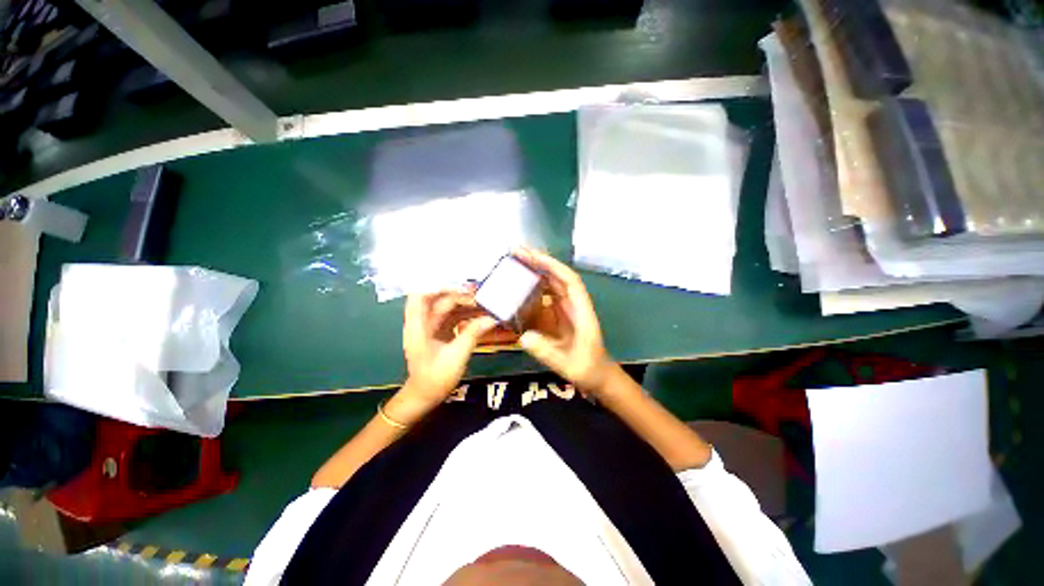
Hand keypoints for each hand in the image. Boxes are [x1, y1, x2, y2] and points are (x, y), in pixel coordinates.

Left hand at [402, 289, 496, 405]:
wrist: (426, 396)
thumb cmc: (435, 378)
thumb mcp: (455, 357)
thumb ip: (472, 335)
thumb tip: (491, 318)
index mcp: (418, 326)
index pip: (419, 296)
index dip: (436, 285)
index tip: (459, 283)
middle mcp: (423, 323)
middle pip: (438, 300)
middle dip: (459, 295)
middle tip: (481, 294)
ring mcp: (432, 327)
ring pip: (448, 308)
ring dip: (465, 304)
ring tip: (486, 303)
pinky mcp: (440, 332)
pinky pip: (454, 317)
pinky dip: (467, 315)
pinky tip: (482, 314)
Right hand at [513, 247, 613, 393]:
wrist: (597, 376)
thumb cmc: (588, 369)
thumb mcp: (568, 365)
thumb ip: (548, 352)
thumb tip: (523, 337)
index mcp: (582, 310)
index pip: (570, 281)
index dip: (553, 266)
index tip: (534, 257)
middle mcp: (574, 304)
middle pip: (558, 276)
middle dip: (540, 262)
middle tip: (517, 252)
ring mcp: (566, 308)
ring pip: (551, 283)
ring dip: (535, 271)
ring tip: (515, 262)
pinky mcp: (558, 315)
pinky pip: (545, 296)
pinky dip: (533, 287)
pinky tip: (519, 285)